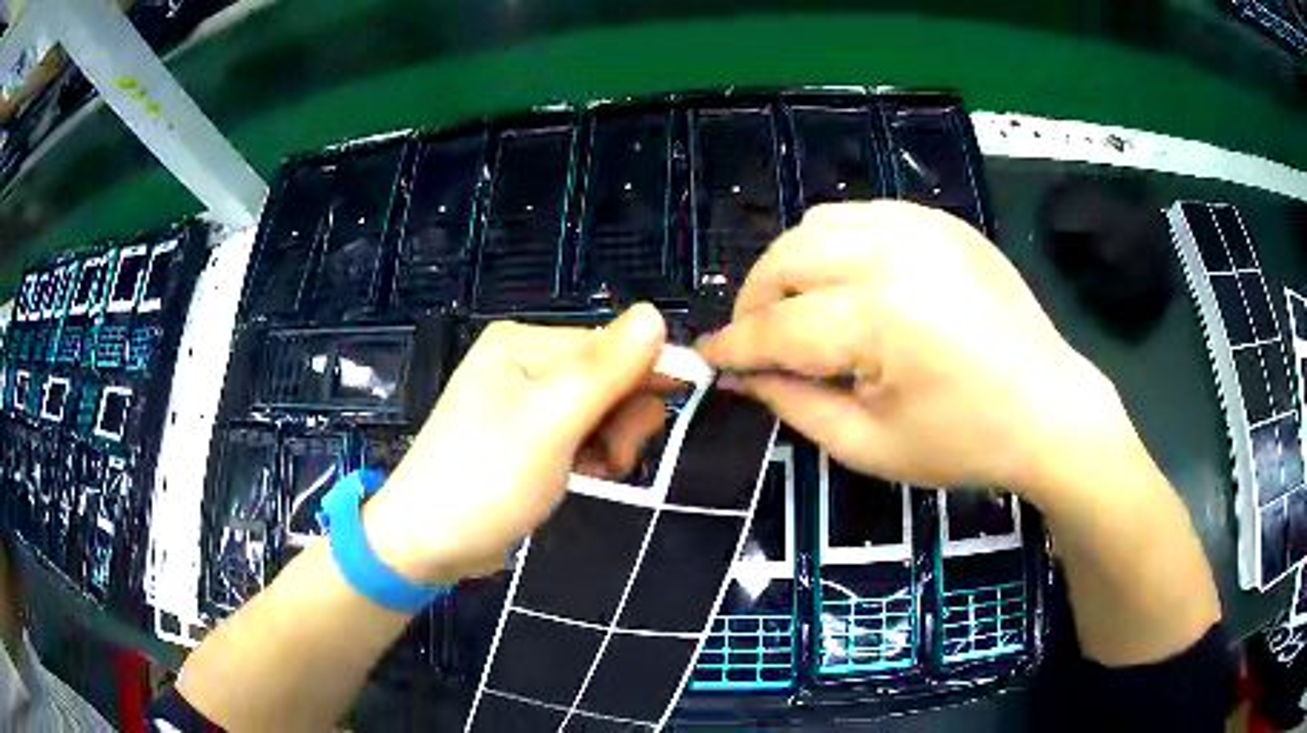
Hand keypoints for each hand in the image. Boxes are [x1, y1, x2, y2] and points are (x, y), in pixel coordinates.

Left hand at [362, 305, 667, 582]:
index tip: (658, 422)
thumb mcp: (550, 423)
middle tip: (611, 458)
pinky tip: (585, 477)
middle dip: (623, 419)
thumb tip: (656, 313)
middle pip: (609, 377)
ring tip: (595, 473)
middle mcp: (524, 363)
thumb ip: (605, 370)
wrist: (427, 544)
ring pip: (601, 410)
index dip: (646, 379)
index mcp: (524, 343)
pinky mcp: (526, 439)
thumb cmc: (485, 479)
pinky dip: (592, 456)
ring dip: (611, 442)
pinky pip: (581, 434)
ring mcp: (524, 402)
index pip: (612, 345)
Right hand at [697, 201, 1136, 497]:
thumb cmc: (965, 441)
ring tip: (800, 308)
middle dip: (757, 299)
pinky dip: (839, 245)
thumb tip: (744, 376)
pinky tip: (851, 283)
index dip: (736, 346)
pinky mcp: (943, 221)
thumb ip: (794, 405)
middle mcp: (895, 252)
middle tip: (757, 339)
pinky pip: (865, 215)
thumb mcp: (868, 445)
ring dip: (793, 265)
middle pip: (789, 256)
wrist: (1050, 408)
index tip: (708, 357)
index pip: (779, 327)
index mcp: (880, 317)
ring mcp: (923, 226)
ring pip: (820, 223)